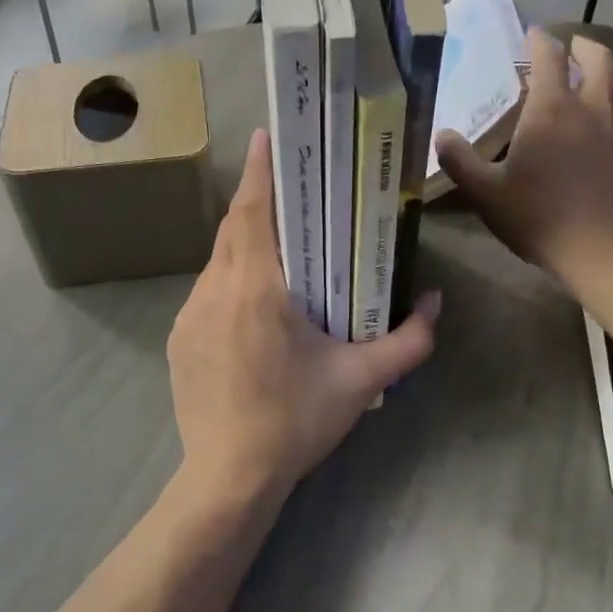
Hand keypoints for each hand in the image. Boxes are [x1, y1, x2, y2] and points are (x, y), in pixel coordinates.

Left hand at [168, 129, 439, 507]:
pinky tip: (254, 306)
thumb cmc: (295, 421)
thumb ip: (407, 340)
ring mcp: (189, 315)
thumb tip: (433, 302)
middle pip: (233, 229)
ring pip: (218, 262)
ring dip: (245, 245)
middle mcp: (215, 290)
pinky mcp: (179, 340)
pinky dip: (231, 281)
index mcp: (256, 288)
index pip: (254, 211)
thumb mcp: (361, 381)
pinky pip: (207, 293)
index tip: (267, 135)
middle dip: (258, 202)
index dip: (260, 170)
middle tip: (289, 188)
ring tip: (279, 248)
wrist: (229, 477)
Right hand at [435, 30, 612, 288]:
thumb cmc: (538, 219)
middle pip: (598, 56)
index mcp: (551, 109)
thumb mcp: (485, 193)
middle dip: (582, 46)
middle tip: (571, 50)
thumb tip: (441, 135)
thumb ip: (459, 160)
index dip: (539, 39)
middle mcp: (594, 105)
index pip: (548, 55)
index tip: (532, 35)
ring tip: (607, 76)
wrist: (601, 251)